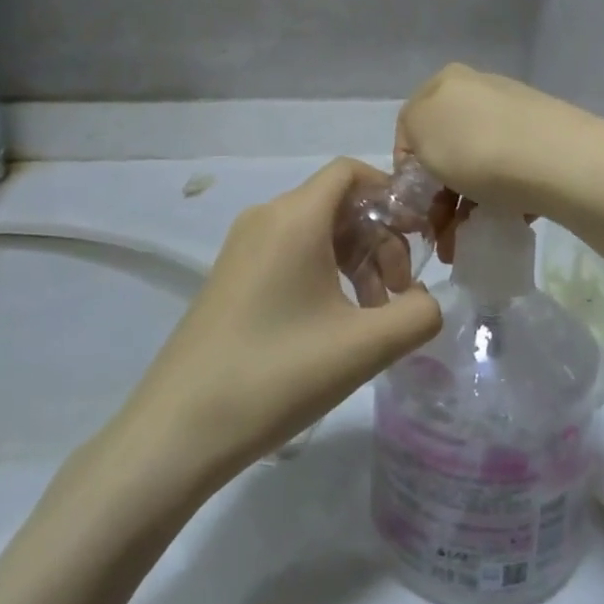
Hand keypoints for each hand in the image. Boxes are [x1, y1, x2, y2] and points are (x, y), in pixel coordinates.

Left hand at [115, 159, 443, 489]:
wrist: (177, 431)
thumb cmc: (276, 375)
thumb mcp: (363, 347)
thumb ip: (417, 314)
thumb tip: (426, 300)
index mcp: (294, 218)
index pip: (350, 172)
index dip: (391, 195)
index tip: (418, 238)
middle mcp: (266, 218)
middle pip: (338, 204)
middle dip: (379, 239)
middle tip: (398, 293)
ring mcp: (243, 248)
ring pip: (317, 232)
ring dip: (355, 261)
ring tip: (373, 317)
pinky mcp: (232, 277)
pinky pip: (291, 254)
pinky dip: (325, 274)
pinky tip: (336, 325)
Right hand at [395, 66, 589, 240]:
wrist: (557, 160)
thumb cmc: (476, 145)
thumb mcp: (419, 131)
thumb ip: (409, 138)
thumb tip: (425, 157)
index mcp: (447, 81)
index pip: (411, 127)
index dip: (407, 169)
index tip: (413, 205)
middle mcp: (481, 90)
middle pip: (447, 149)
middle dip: (438, 197)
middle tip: (438, 234)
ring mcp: (516, 116)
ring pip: (477, 166)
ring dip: (464, 209)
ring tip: (463, 245)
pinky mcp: (545, 143)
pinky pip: (509, 175)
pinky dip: (498, 202)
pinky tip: (499, 226)